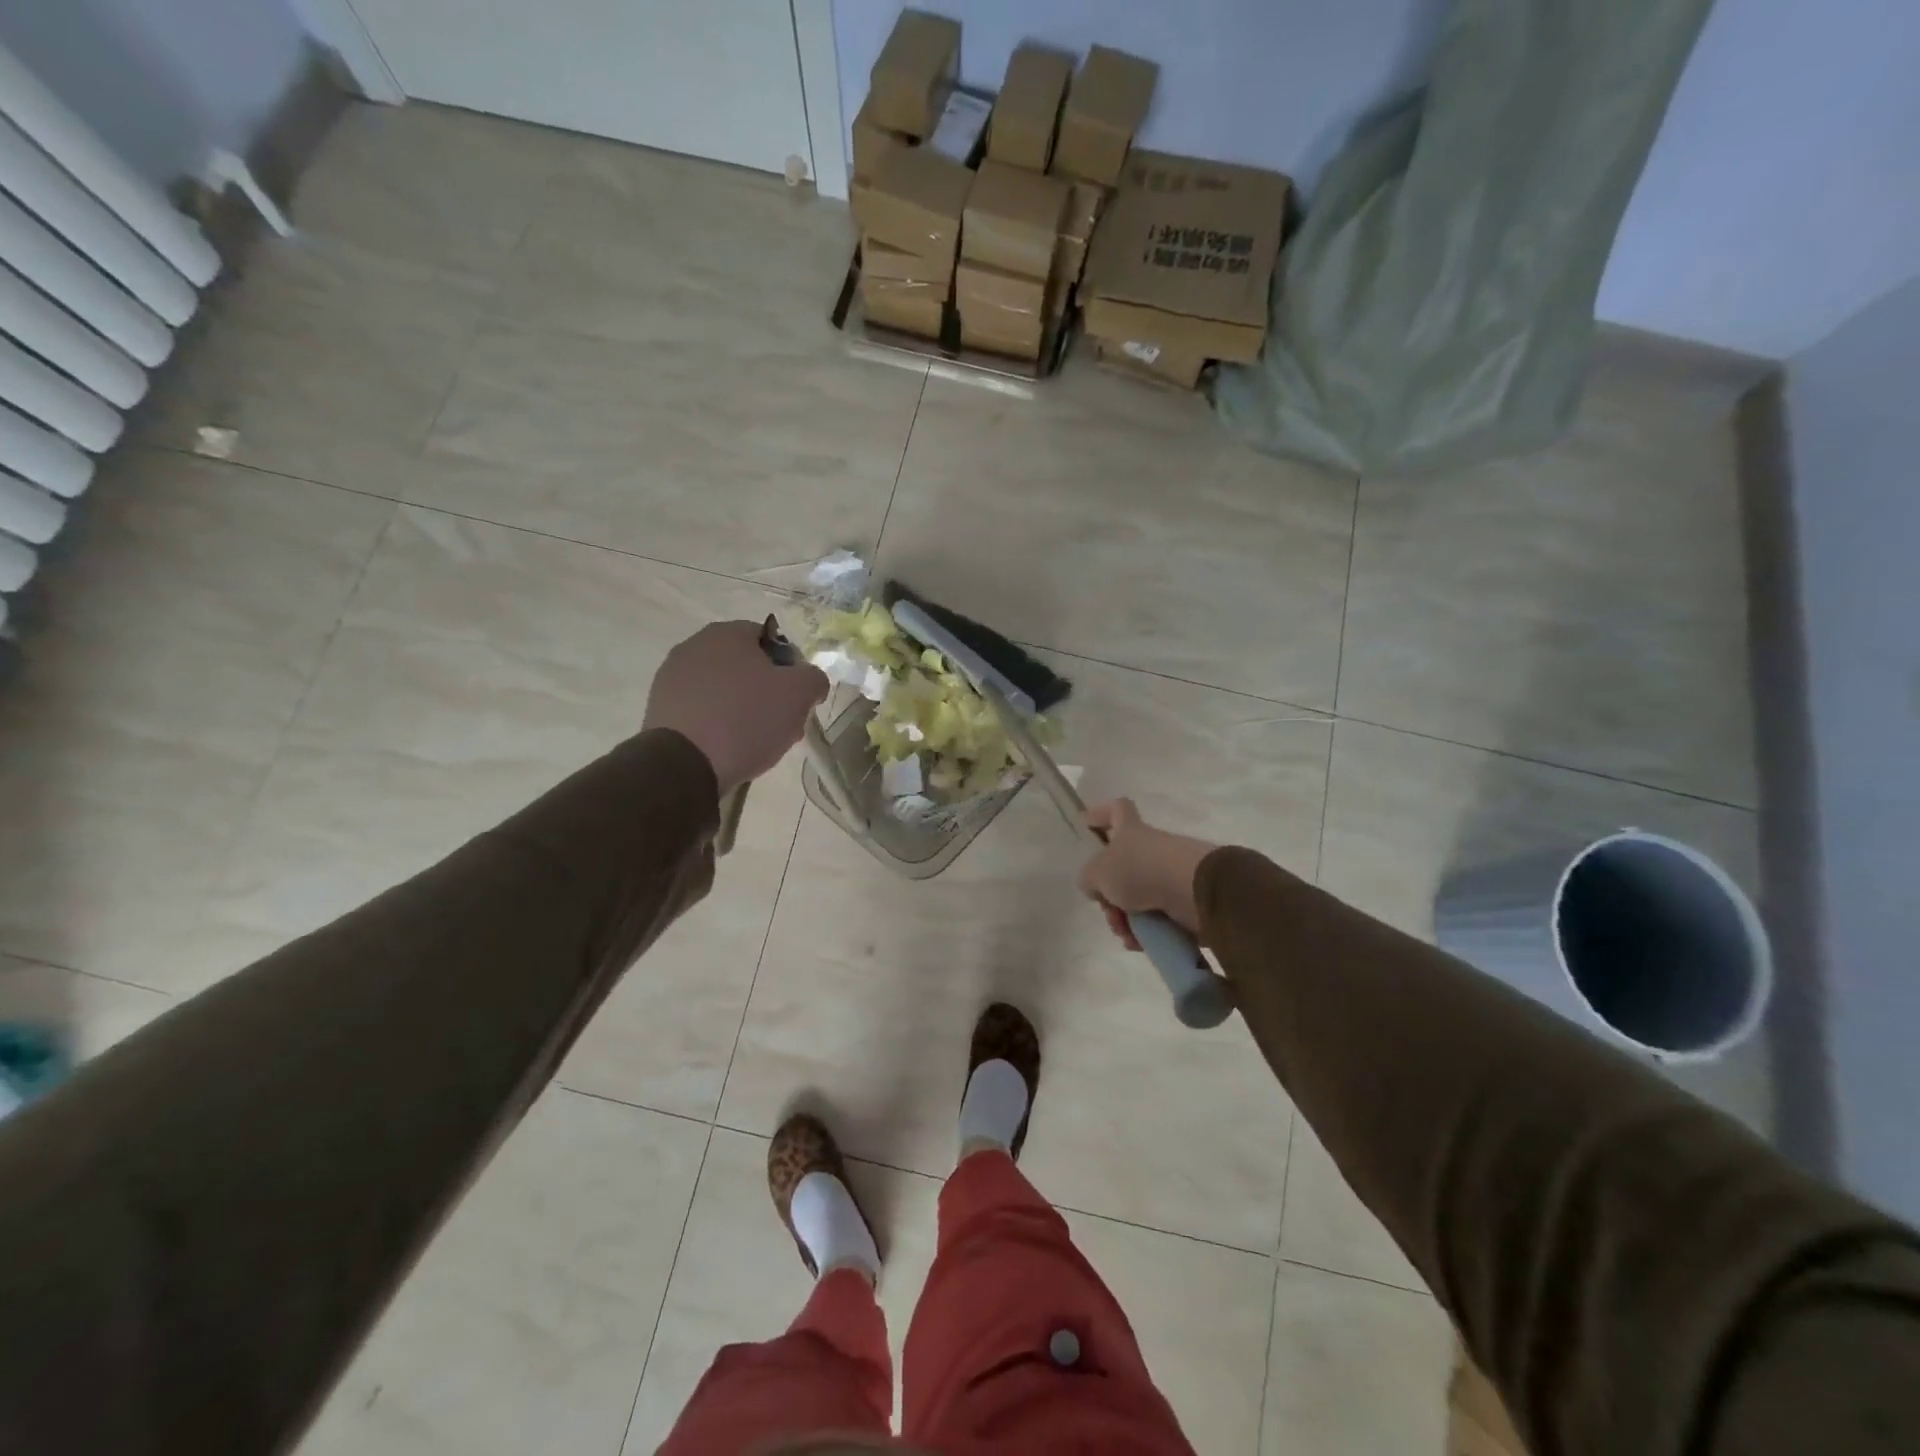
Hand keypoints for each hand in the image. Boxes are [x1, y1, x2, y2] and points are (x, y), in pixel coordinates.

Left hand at [643, 619, 827, 795]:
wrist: (684, 764)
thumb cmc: (747, 718)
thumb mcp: (799, 694)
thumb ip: (814, 678)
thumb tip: (811, 681)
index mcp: (727, 633)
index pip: (771, 639)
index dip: (791, 667)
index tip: (799, 697)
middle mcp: (694, 646)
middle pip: (746, 666)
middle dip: (768, 692)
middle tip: (783, 722)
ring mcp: (672, 678)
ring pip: (724, 690)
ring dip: (745, 709)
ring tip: (758, 741)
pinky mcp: (660, 709)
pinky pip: (702, 711)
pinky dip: (719, 724)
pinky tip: (729, 748)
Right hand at [1077, 799, 1216, 949]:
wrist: (1195, 891)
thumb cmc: (1140, 870)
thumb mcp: (1098, 872)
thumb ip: (1089, 878)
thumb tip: (1095, 886)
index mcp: (1131, 831)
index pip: (1117, 810)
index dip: (1101, 814)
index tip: (1088, 826)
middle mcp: (1151, 849)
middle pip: (1123, 868)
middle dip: (1110, 896)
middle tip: (1108, 911)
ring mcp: (1170, 875)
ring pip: (1138, 899)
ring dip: (1127, 920)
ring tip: (1128, 934)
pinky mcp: (1185, 900)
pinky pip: (1158, 917)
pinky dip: (1147, 931)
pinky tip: (1141, 942)